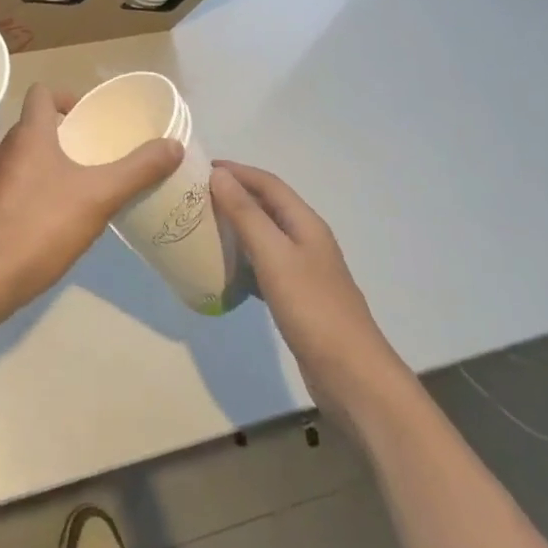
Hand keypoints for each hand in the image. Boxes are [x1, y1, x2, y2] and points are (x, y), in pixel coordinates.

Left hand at [0, 83, 181, 326]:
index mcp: (30, 134)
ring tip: (84, 182)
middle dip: (66, 133)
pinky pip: (20, 182)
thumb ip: (137, 170)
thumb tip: (173, 145)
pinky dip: (40, 186)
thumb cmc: (42, 225)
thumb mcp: (99, 196)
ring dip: (53, 160)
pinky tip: (61, 214)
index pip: (42, 93)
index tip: (90, 117)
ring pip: (28, 155)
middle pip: (37, 124)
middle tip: (97, 151)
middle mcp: (8, 148)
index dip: (66, 96)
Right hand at [210, 161, 405, 401]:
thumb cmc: (313, 309)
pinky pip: (264, 266)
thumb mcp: (275, 256)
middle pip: (266, 206)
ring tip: (202, 227)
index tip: (199, 168)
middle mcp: (306, 240)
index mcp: (305, 223)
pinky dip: (243, 260)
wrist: (353, 378)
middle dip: (233, 195)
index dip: (236, 171)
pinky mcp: (298, 299)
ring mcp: (304, 271)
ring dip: (236, 226)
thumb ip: (246, 214)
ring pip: (264, 236)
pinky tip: (223, 270)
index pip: (267, 183)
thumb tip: (218, 175)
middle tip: (194, 196)